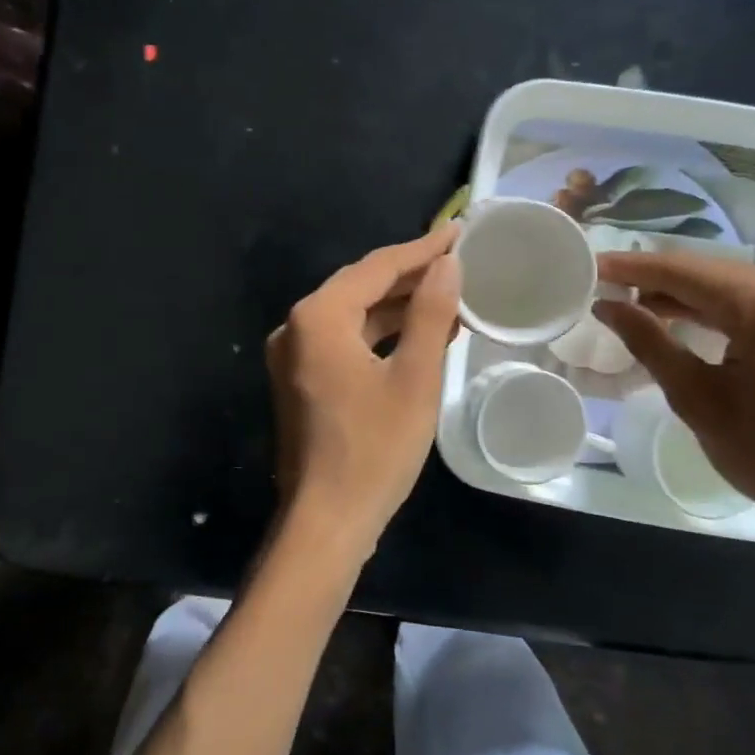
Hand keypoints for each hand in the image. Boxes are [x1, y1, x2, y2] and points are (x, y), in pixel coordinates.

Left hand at [265, 223, 460, 552]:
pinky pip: (345, 341)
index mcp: (318, 317)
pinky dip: (381, 335)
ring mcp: (294, 356)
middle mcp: (296, 327)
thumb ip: (430, 313)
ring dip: (398, 307)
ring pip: (353, 315)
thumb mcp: (414, 378)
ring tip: (449, 297)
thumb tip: (447, 263)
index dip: (421, 249)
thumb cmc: (374, 449)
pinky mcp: (301, 381)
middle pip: (360, 287)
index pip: (376, 268)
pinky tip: (419, 336)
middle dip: (410, 275)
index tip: (459, 231)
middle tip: (458, 260)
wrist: (327, 522)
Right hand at [593, 250, 754, 540]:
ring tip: (631, 302)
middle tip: (605, 284)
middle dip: (656, 278)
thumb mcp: (695, 397)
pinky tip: (678, 317)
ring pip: (732, 285)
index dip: (634, 267)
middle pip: (711, 273)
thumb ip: (648, 341)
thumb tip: (606, 306)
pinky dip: (715, 308)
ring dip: (683, 294)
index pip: (686, 272)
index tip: (592, 264)